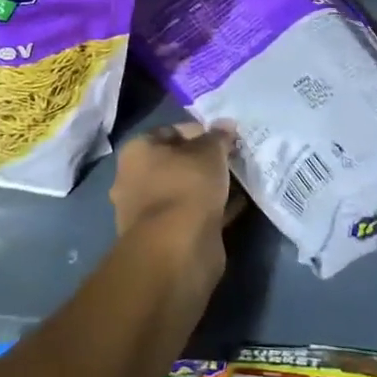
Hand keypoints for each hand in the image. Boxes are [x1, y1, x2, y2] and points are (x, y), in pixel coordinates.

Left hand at [109, 122, 237, 280]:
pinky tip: (238, 204)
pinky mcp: (166, 237)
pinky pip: (193, 214)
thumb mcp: (209, 153)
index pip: (171, 131)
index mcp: (137, 151)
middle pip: (177, 162)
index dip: (200, 131)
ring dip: (210, 186)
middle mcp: (135, 179)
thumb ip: (218, 137)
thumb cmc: (186, 187)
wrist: (177, 252)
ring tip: (241, 180)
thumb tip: (226, 123)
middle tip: (235, 159)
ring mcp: (149, 211)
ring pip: (186, 190)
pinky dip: (213, 208)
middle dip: (205, 161)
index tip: (226, 138)